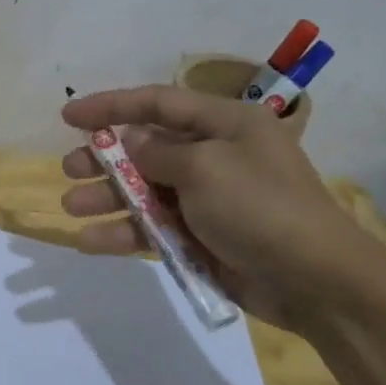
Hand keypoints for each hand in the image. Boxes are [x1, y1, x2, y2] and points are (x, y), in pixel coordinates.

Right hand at [59, 85, 385, 329]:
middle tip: (69, 169)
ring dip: (108, 198)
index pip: (159, 103)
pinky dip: (125, 233)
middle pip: (148, 148)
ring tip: (72, 206)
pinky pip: (155, 228)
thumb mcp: (206, 168)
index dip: (111, 105)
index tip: (69, 114)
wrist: (316, 282)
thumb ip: (159, 152)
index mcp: (225, 124)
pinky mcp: (203, 238)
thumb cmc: (261, 207)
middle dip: (106, 158)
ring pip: (146, 191)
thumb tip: (132, 141)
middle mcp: (215, 155)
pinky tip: (91, 242)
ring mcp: (209, 200)